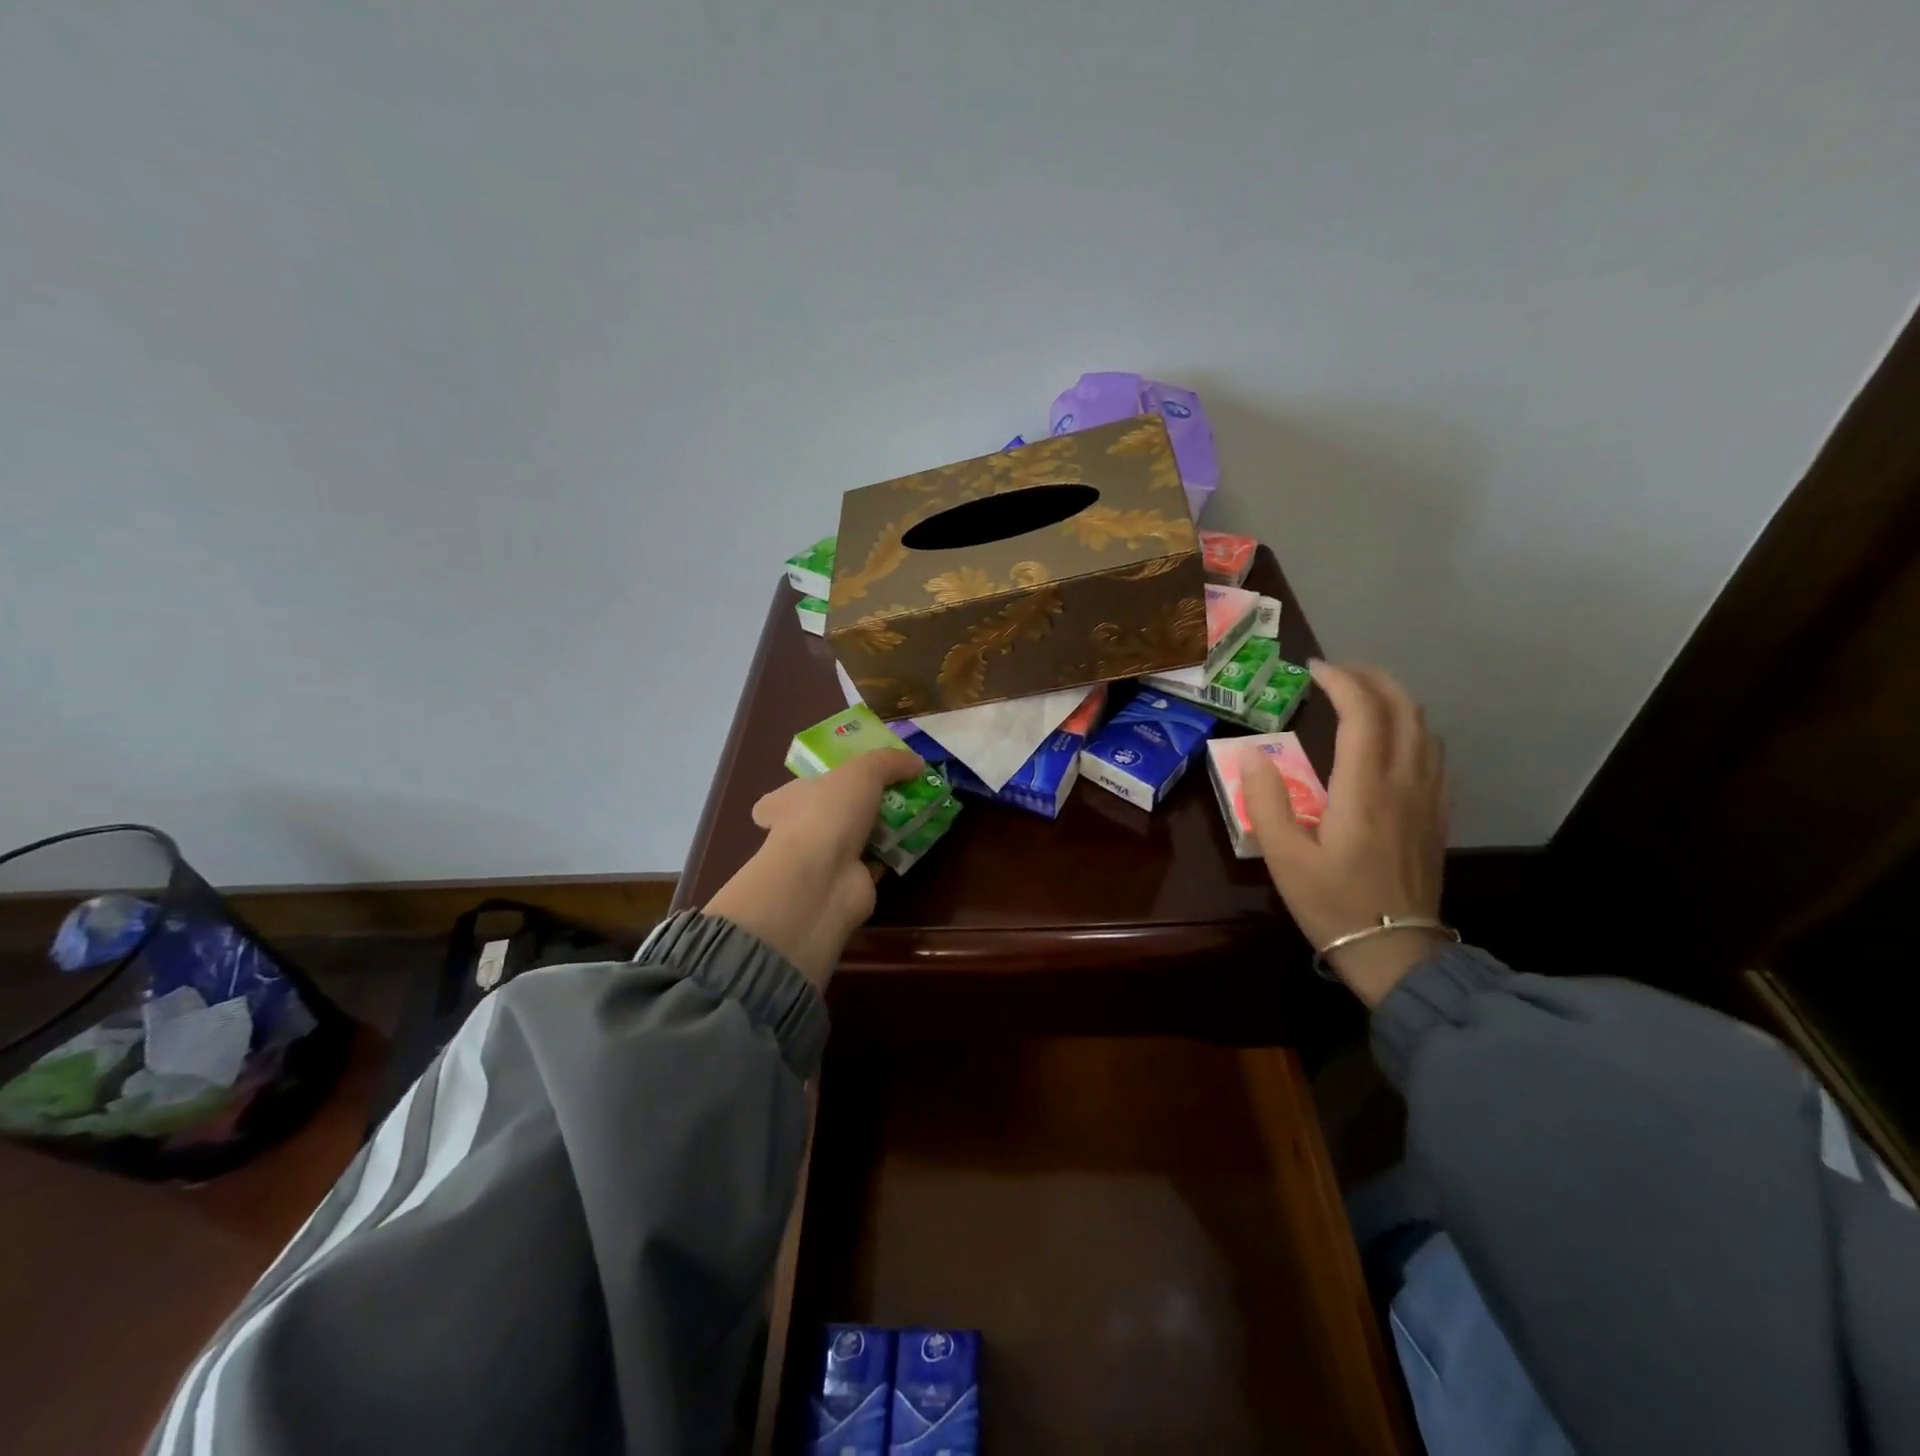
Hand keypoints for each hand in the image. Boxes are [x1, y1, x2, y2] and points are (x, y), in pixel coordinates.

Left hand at [704, 749, 923, 990]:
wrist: (823, 879)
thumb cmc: (828, 814)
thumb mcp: (862, 771)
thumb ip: (889, 761)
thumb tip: (917, 762)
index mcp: (787, 802)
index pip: (793, 792)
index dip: (818, 784)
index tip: (847, 778)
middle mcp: (799, 832)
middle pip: (830, 814)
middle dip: (858, 806)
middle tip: (896, 793)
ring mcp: (822, 861)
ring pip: (854, 839)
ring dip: (880, 830)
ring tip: (914, 813)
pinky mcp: (848, 884)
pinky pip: (874, 863)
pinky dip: (891, 855)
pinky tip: (914, 843)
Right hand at [1242, 661, 1447, 1005]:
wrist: (1397, 953)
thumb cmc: (1333, 904)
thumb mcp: (1284, 857)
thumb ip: (1266, 801)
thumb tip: (1253, 754)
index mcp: (1365, 789)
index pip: (1363, 714)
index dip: (1340, 681)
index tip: (1313, 669)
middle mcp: (1404, 782)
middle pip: (1403, 709)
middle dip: (1373, 678)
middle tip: (1337, 672)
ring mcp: (1428, 798)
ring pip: (1424, 728)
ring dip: (1395, 700)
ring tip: (1362, 696)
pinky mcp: (1437, 815)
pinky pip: (1433, 754)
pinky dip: (1411, 729)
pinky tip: (1390, 739)